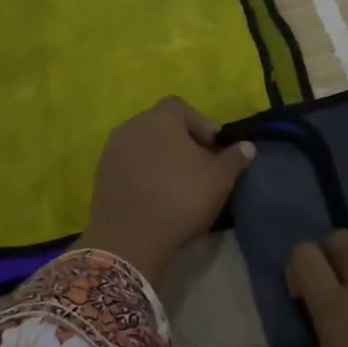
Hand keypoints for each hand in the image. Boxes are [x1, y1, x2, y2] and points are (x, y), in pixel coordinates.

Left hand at [77, 97, 254, 284]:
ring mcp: (111, 151)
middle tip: (198, 166)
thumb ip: (234, 158)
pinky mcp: (101, 176)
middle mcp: (131, 126)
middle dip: (181, 140)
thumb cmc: (181, 198)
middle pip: (160, 125)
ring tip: (177, 182)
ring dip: (160, 157)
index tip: (213, 148)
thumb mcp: (219, 179)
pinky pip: (128, 165)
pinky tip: (156, 195)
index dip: (201, 124)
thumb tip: (247, 146)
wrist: (130, 239)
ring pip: (143, 145)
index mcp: (160, 119)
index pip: (181, 107)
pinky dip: (143, 173)